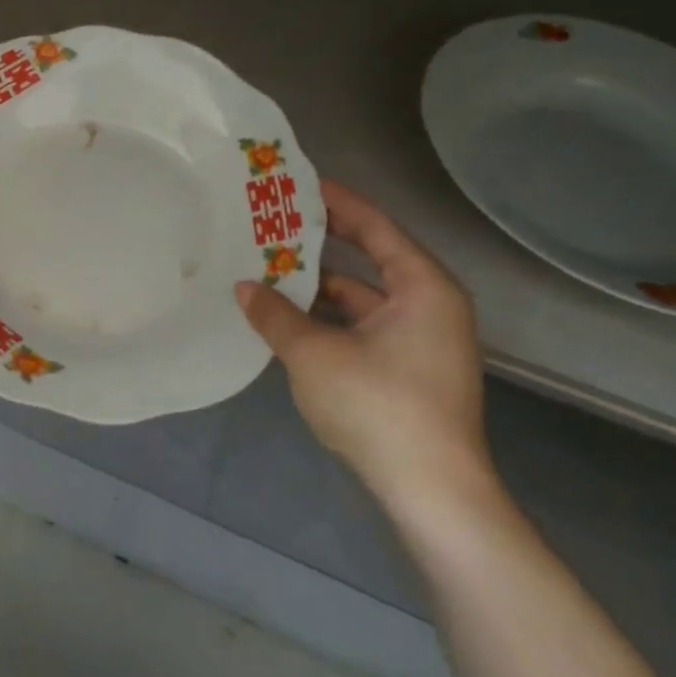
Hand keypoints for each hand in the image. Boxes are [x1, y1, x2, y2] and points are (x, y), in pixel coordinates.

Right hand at [234, 180, 494, 513]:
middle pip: (369, 258)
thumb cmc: (379, 406)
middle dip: (320, 243)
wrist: (432, 493)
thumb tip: (243, 288)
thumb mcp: (314, 354)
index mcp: (423, 287)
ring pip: (361, 297)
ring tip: (268, 267)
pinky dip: (328, 318)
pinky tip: (287, 317)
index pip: (375, 226)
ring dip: (318, 285)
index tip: (298, 183)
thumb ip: (275, 315)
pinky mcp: (408, 370)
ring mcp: (421, 340)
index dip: (336, 201)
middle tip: (273, 223)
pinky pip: (362, 325)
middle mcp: (429, 305)